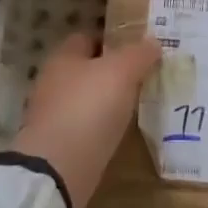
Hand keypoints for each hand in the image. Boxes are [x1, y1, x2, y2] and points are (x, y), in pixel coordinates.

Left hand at [15, 33, 160, 207]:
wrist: (59, 169)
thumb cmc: (88, 107)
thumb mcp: (121, 71)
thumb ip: (138, 54)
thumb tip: (153, 41)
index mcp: (63, 58)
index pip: (87, 38)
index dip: (111, 39)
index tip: (138, 47)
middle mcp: (53, 83)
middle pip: (86, 70)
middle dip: (111, 72)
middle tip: (145, 76)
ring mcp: (54, 116)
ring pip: (87, 100)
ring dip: (108, 102)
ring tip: (139, 105)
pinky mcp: (60, 146)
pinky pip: (87, 128)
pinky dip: (102, 128)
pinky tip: (123, 133)